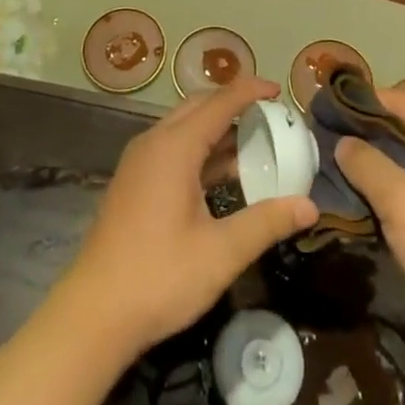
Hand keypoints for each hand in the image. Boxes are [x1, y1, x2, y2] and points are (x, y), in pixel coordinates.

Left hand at [60, 76, 316, 357]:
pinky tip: (223, 176)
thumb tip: (310, 206)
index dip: (250, 91)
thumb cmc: (159, 277)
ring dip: (217, 129)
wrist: (94, 314)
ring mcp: (139, 162)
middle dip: (234, 104)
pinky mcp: (134, 182)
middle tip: (270, 116)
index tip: (279, 90)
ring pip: (184, 127)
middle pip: (199, 106)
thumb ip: (266, 222)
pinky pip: (172, 147)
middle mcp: (154, 142)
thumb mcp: (221, 252)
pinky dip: (201, 149)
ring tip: (255, 144)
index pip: (220, 102)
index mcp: (174, 147)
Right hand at [336, 88, 404, 359]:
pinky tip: (349, 201)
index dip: (362, 101)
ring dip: (370, 169)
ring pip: (403, 167)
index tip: (322, 106)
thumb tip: (342, 141)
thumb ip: (368, 165)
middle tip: (317, 139)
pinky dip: (382, 197)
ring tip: (323, 167)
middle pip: (402, 132)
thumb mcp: (403, 202)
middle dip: (362, 136)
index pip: (401, 101)